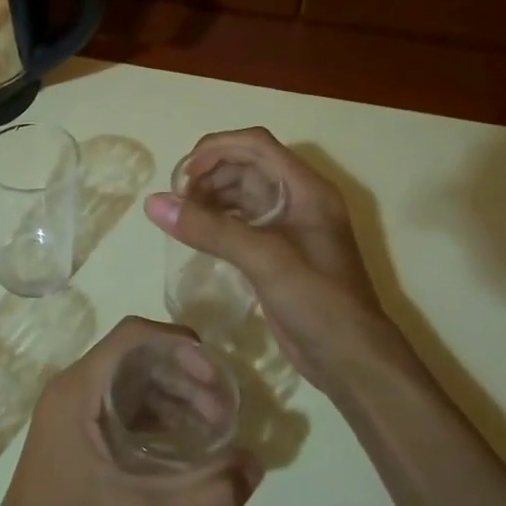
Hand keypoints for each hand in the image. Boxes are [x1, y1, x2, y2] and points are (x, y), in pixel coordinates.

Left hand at [0, 317, 261, 505]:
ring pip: (131, 387)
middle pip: (137, 360)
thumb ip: (208, 491)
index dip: (179, 345)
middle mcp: (73, 392)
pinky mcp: (77, 443)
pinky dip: (157, 422)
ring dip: (174, 400)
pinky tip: (187, 451)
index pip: (133, 336)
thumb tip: (258, 466)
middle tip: (225, 414)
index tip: (217, 378)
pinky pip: (123, 414)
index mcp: (78, 389)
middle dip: (185, 378)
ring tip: (215, 432)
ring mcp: (72, 418)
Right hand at [145, 128, 400, 401]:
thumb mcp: (264, 260)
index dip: (216, 149)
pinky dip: (217, 221)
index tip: (183, 176)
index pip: (256, 145)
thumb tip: (154, 202)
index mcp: (306, 189)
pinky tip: (197, 236)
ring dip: (210, 197)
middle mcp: (298, 200)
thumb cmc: (318, 302)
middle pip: (246, 166)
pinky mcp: (278, 252)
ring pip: (241, 193)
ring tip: (182, 218)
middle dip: (209, 175)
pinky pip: (241, 221)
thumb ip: (210, 229)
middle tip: (178, 202)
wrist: (351, 360)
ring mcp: (289, 227)